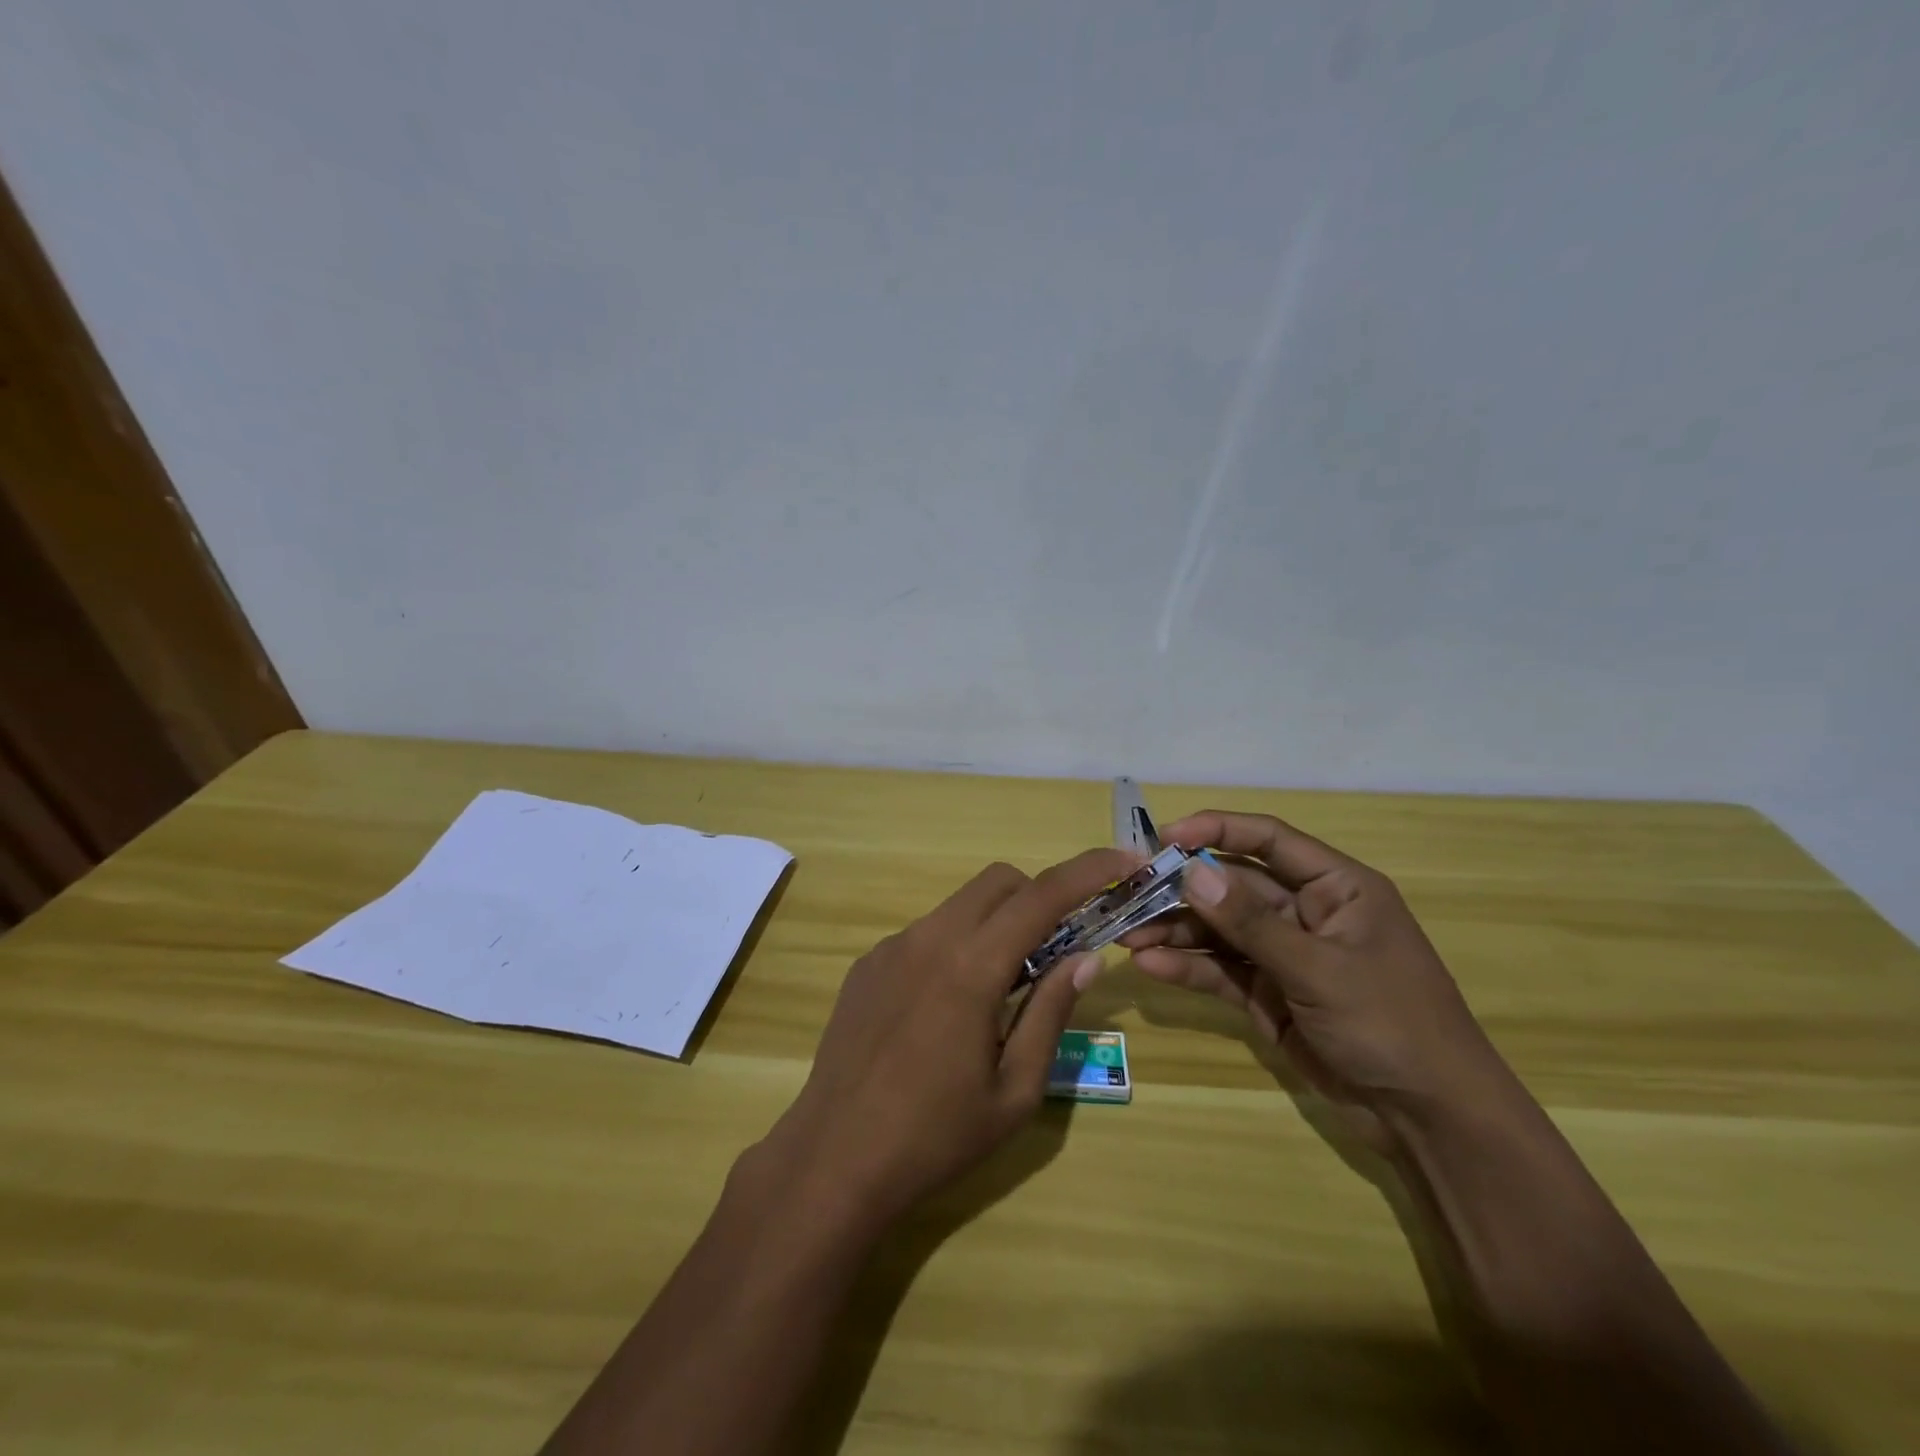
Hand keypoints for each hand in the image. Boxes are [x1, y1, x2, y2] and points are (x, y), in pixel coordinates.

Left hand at [763, 849, 1138, 1226]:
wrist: (834, 1159)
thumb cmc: (936, 1136)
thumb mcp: (1015, 1089)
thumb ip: (1052, 1012)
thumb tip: (1086, 958)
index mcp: (971, 967)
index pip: (1042, 895)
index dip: (1089, 870)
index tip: (1124, 861)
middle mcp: (929, 938)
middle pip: (998, 882)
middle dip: (1039, 897)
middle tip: (1057, 948)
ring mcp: (891, 947)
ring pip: (960, 905)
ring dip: (996, 924)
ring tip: (1002, 990)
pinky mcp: (867, 964)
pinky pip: (926, 934)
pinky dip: (956, 946)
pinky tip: (947, 1008)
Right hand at [1123, 811, 1509, 1147]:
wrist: (1429, 1119)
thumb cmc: (1390, 1023)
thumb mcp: (1318, 968)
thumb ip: (1250, 921)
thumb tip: (1190, 871)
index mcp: (1336, 887)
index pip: (1269, 839)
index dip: (1216, 830)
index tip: (1163, 837)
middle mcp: (1308, 912)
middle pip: (1233, 886)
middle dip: (1182, 889)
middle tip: (1130, 892)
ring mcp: (1287, 955)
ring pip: (1221, 930)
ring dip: (1177, 931)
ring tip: (1128, 935)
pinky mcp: (1270, 995)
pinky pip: (1223, 971)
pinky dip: (1189, 967)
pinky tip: (1151, 966)